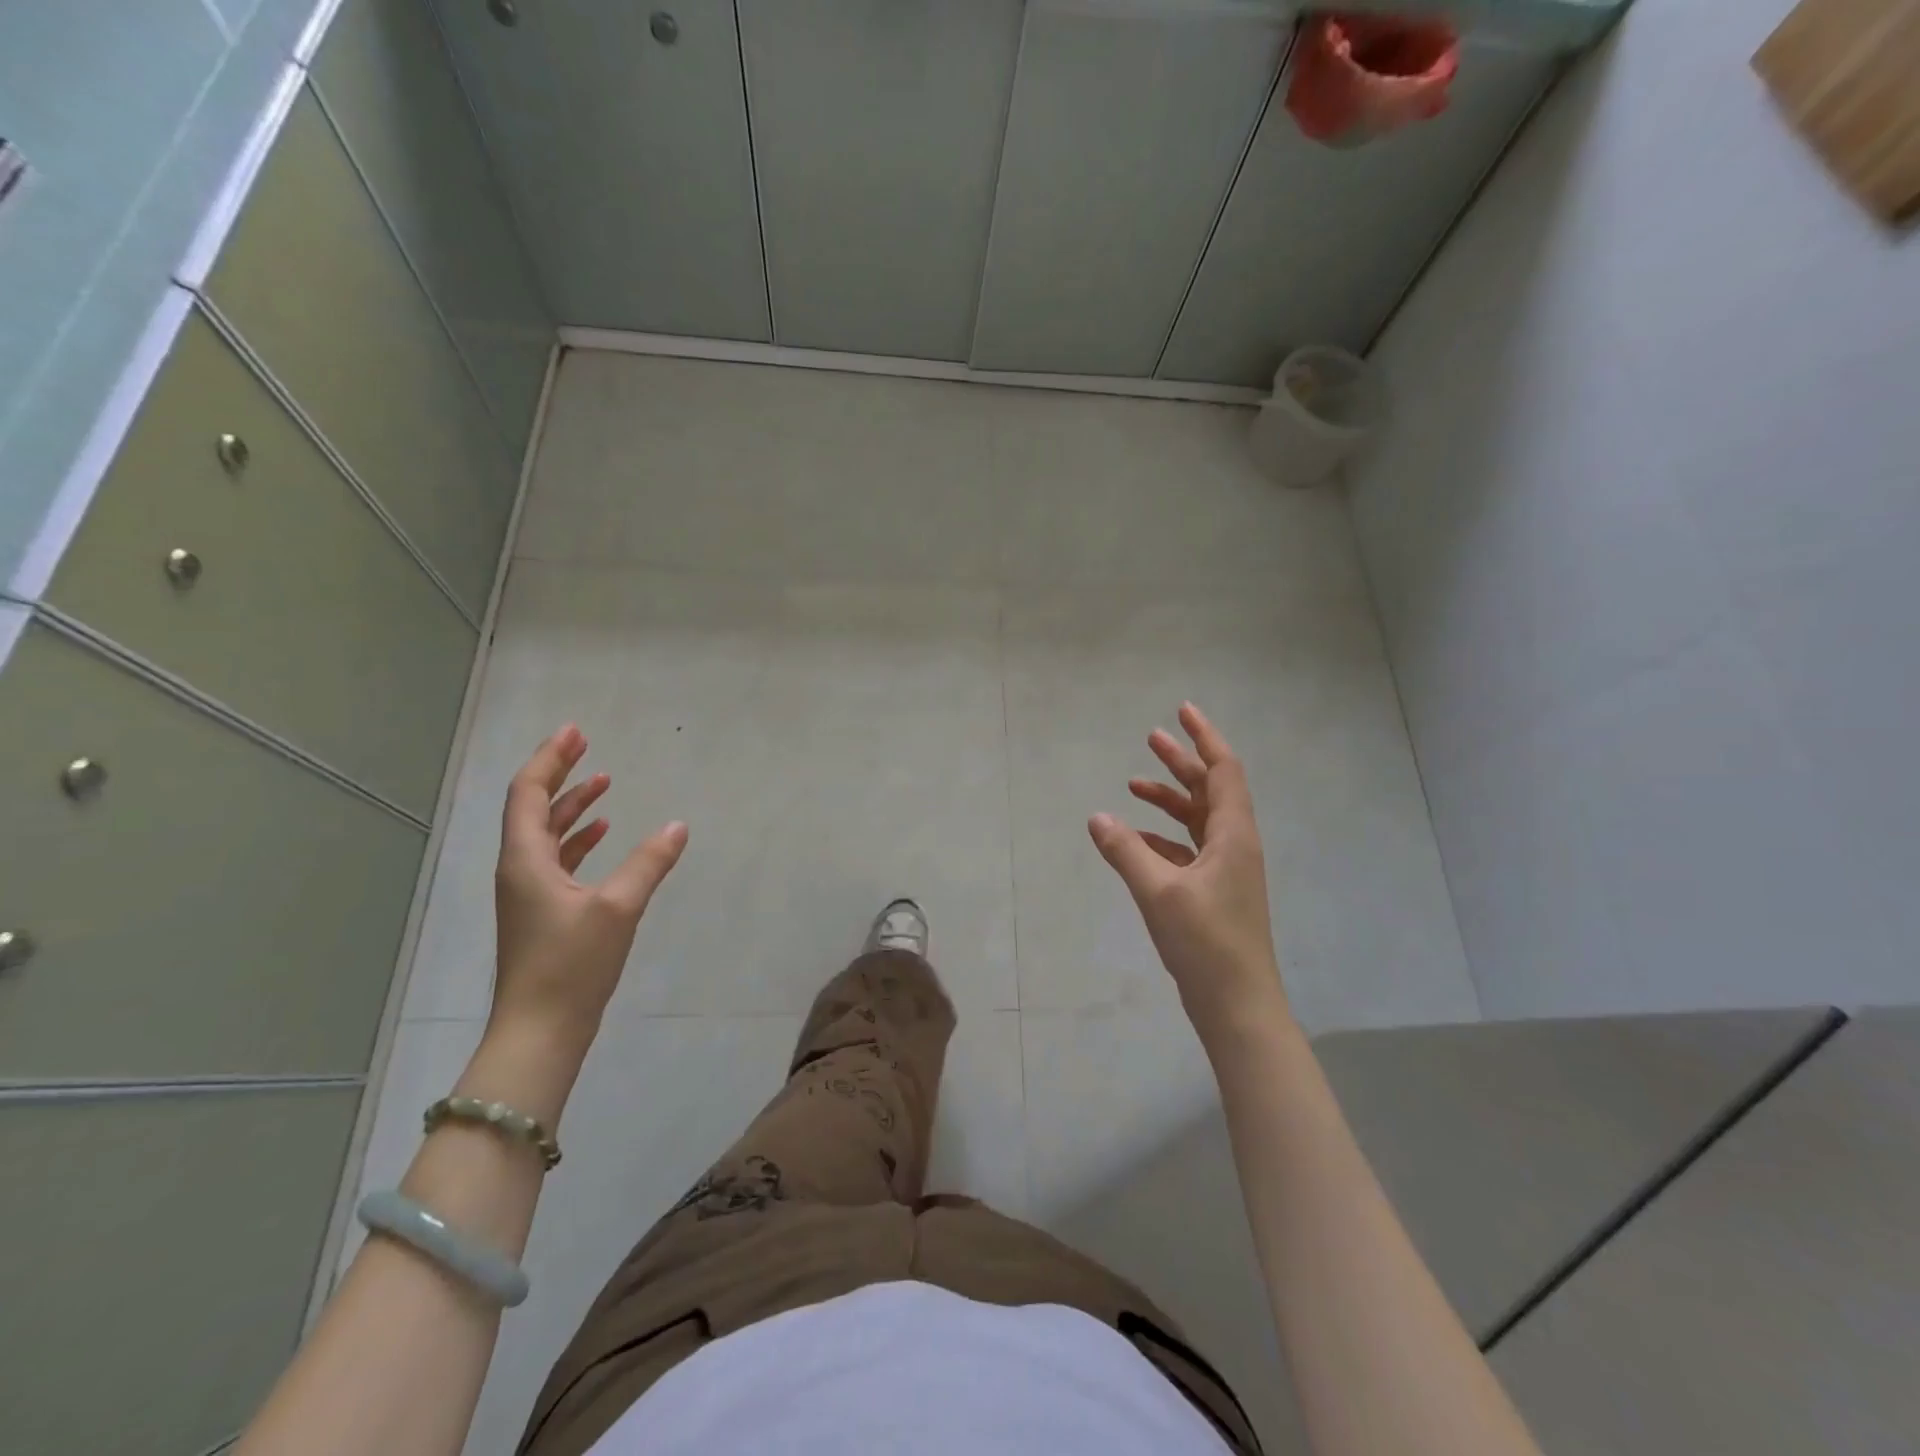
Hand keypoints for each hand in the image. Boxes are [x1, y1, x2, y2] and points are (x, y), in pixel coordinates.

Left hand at [492, 725, 686, 1055]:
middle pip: (532, 807)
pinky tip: (605, 833)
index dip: (550, 759)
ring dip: (571, 805)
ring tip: (603, 782)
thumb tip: (678, 826)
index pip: (528, 793)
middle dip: (558, 773)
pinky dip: (578, 838)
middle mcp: (519, 868)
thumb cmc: (571, 965)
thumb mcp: (617, 908)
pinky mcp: (543, 911)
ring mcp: (529, 892)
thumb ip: (649, 863)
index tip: (575, 732)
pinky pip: (557, 858)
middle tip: (585, 744)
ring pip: (545, 833)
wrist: (541, 1031)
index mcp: (525, 859)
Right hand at [1089, 703, 1290, 1044]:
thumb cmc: (1205, 942)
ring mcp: (1227, 870)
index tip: (1183, 710)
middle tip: (1152, 737)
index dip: (1205, 737)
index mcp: (1233, 835)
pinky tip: (1136, 840)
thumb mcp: (1158, 891)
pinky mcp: (1215, 892)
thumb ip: (1125, 851)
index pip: (1223, 770)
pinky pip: (1189, 849)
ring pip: (1198, 819)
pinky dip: (1164, 837)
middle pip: (1210, 789)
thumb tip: (1097, 816)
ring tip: (1134, 783)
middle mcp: (1235, 845)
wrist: (1237, 1005)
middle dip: (1182, 761)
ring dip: (1170, 798)